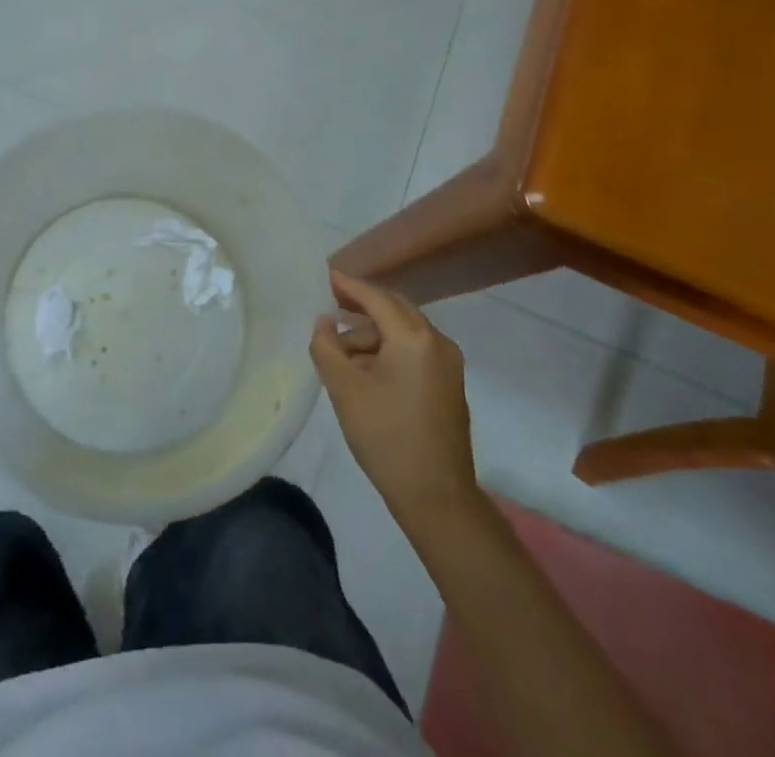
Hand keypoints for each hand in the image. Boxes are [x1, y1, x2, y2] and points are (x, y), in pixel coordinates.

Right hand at [310, 269, 481, 528]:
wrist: (437, 498)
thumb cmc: (386, 437)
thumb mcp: (344, 389)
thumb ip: (327, 346)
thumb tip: (325, 321)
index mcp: (414, 337)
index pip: (376, 298)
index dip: (349, 286)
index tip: (327, 276)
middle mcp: (437, 342)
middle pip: (394, 309)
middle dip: (362, 307)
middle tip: (331, 307)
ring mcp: (449, 364)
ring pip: (405, 332)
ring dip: (373, 334)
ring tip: (342, 353)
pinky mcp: (450, 385)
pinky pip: (416, 351)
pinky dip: (390, 350)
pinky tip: (367, 370)